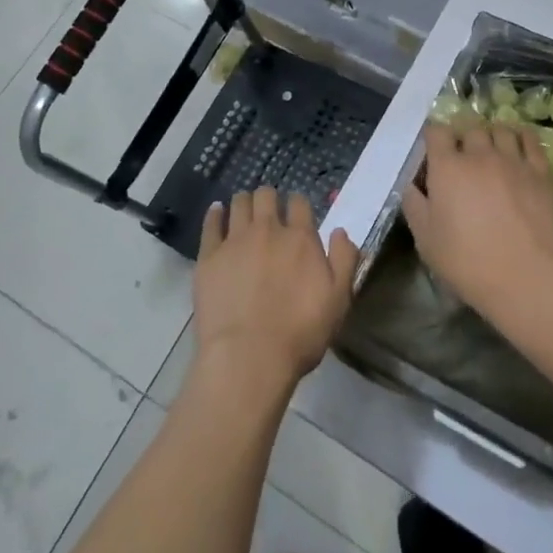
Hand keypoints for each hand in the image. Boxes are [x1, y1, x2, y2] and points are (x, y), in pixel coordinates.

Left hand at [194, 187, 358, 393]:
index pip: (299, 203)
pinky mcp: (209, 256)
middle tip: (268, 212)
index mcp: (300, 238)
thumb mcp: (338, 300)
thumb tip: (340, 231)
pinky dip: (215, 214)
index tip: (295, 213)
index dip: (297, 204)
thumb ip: (344, 260)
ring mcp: (235, 240)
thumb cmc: (300, 333)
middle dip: (268, 198)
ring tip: (244, 211)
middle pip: (266, 195)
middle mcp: (267, 230)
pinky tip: (217, 212)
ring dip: (244, 202)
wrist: (249, 356)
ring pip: (239, 203)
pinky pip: (211, 223)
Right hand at [403, 122, 552, 321]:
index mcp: (447, 167)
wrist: (525, 278)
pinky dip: (521, 136)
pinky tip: (518, 145)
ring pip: (500, 129)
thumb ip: (414, 204)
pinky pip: (531, 140)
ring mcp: (513, 160)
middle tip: (462, 157)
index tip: (433, 151)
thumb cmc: (467, 261)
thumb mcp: (425, 239)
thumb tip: (411, 184)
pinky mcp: (540, 173)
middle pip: (469, 128)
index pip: (436, 131)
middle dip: (463, 138)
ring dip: (491, 136)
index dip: (433, 137)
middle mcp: (479, 154)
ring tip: (490, 150)